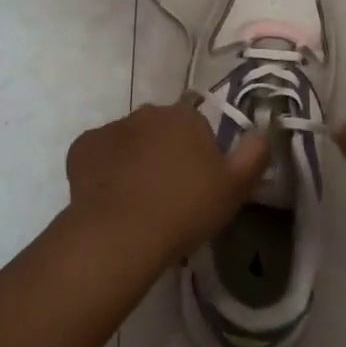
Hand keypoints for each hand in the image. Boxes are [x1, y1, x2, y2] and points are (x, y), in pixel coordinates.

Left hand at [64, 100, 268, 265]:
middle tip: (170, 194)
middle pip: (161, 130)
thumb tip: (262, 132)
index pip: (197, 124)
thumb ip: (254, 154)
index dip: (199, 152)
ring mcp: (111, 128)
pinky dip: (105, 170)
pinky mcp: (82, 148)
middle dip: (165, 152)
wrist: (121, 233)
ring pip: (129, 141)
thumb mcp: (235, 188)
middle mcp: (147, 113)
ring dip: (135, 160)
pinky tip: (111, 197)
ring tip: (138, 201)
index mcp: (185, 116)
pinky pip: (99, 155)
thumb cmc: (185, 209)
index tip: (198, 183)